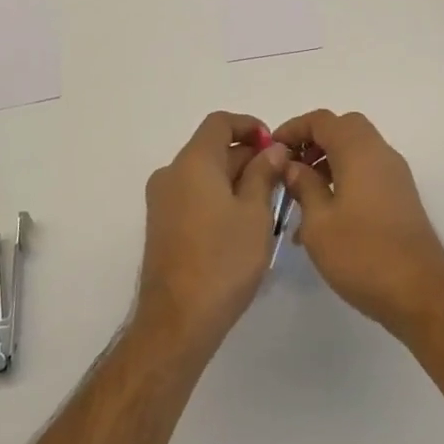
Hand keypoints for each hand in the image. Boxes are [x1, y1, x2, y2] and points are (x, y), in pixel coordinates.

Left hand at [133, 112, 288, 358]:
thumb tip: (272, 150)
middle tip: (282, 180)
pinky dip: (219, 198)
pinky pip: (194, 196)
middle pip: (212, 149)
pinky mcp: (162, 226)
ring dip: (235, 180)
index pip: (220, 122)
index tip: (275, 147)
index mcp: (193, 162)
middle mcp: (171, 174)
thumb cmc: (223, 260)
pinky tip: (244, 226)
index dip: (250, 127)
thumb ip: (264, 173)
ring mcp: (162, 201)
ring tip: (269, 207)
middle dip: (248, 158)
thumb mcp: (256, 213)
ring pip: (204, 175)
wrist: (178, 321)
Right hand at [275, 110, 443, 338]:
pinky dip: (343, 180)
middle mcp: (381, 154)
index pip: (322, 120)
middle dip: (313, 142)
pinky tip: (324, 217)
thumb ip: (303, 186)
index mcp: (359, 151)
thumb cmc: (362, 254)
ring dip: (327, 163)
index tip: (271, 149)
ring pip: (356, 152)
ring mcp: (395, 176)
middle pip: (344, 129)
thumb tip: (292, 165)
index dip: (294, 128)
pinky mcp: (401, 198)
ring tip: (300, 197)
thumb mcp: (319, 222)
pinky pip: (367, 173)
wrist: (420, 294)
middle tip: (289, 167)